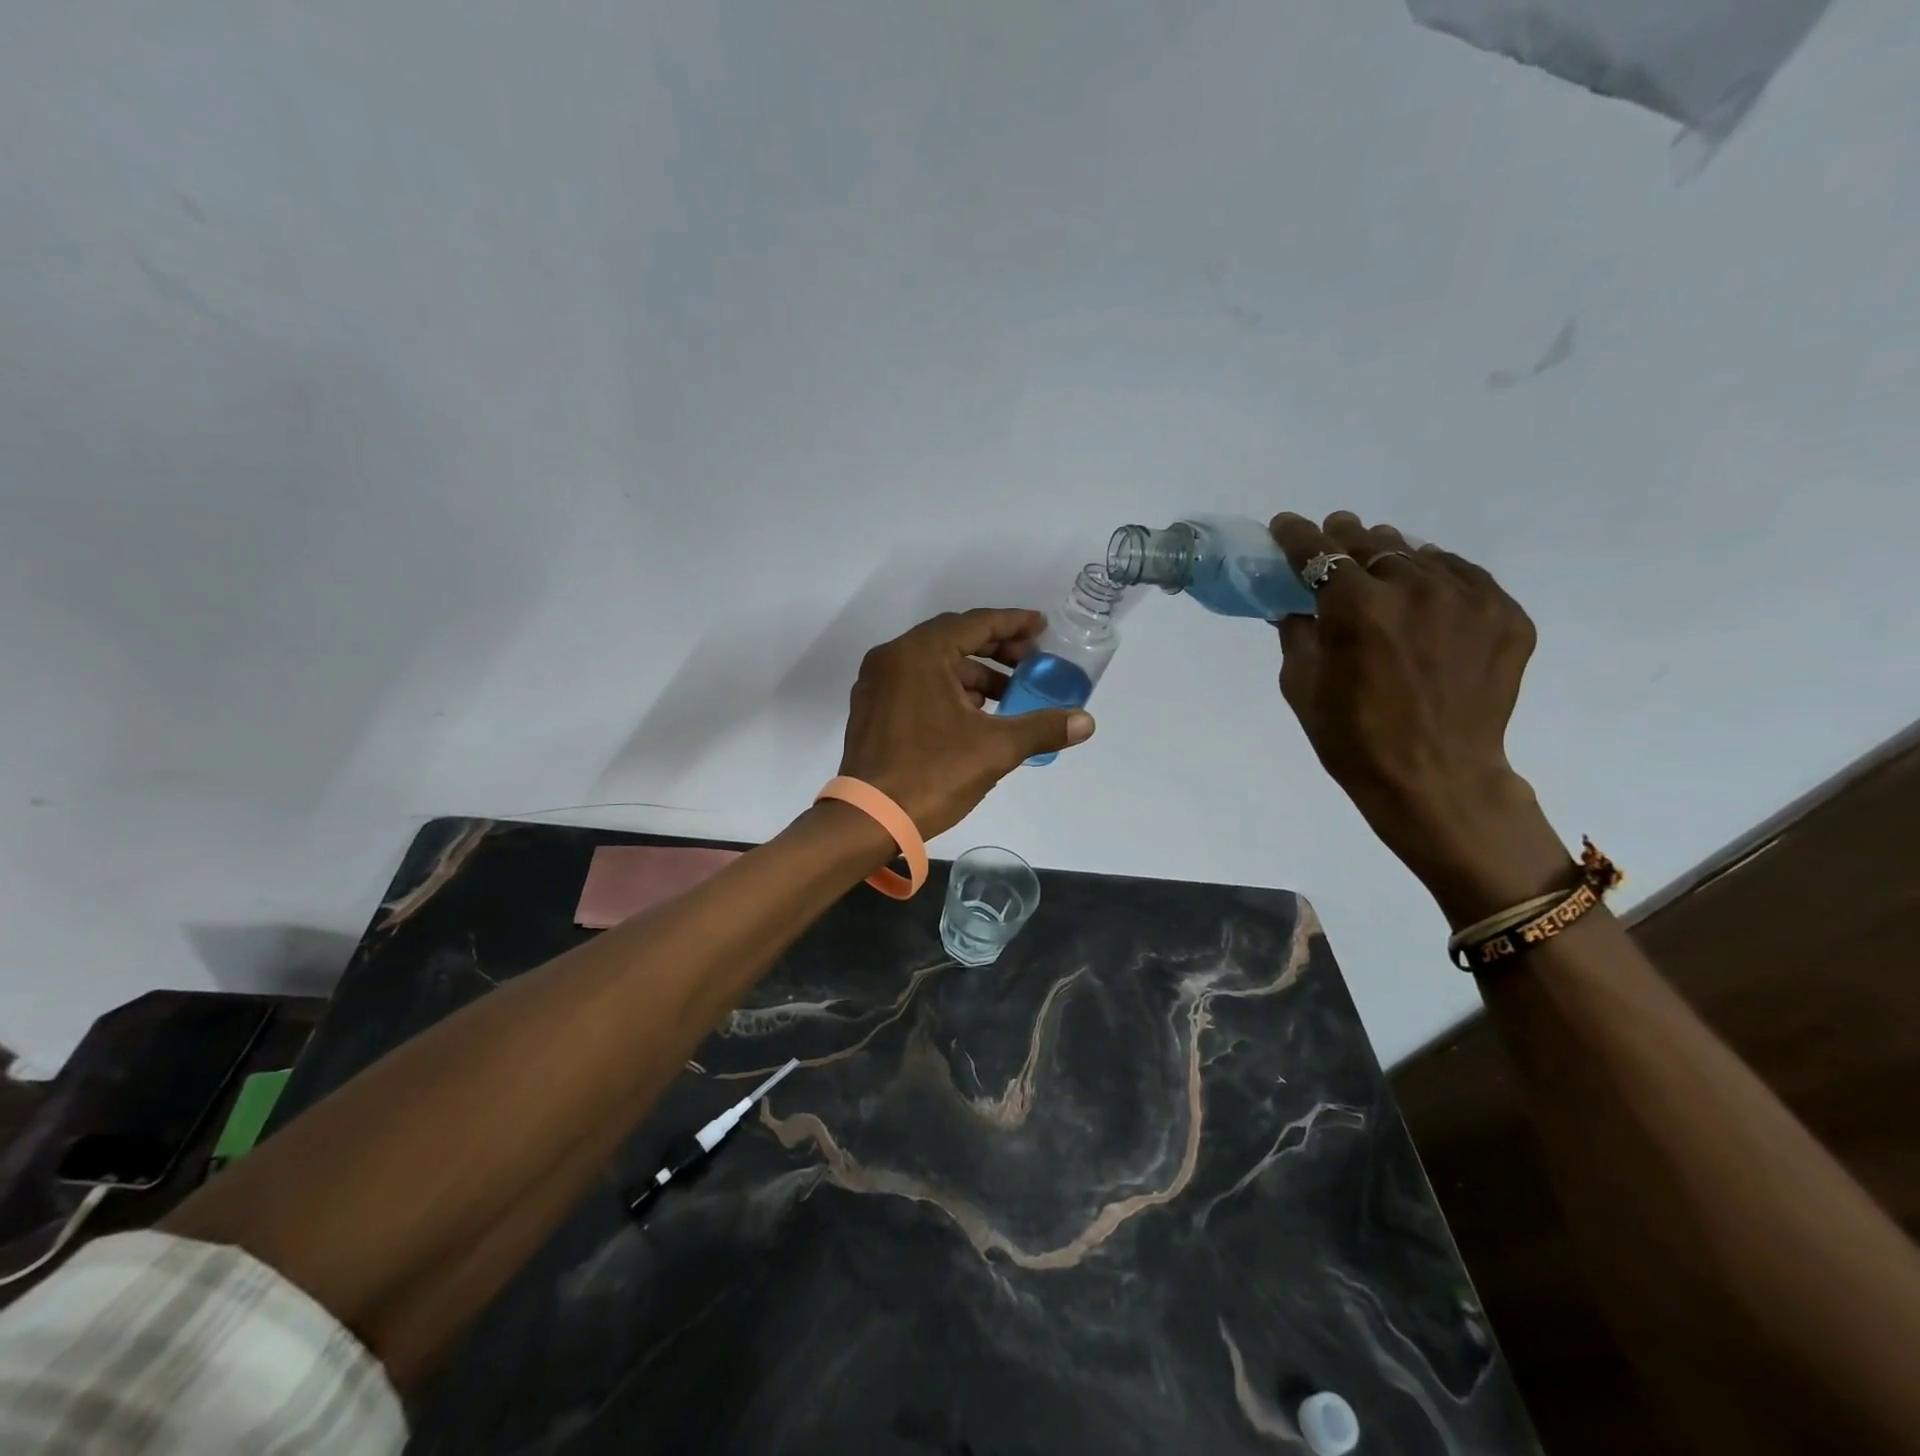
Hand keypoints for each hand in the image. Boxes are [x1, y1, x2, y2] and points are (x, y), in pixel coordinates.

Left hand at [838, 608, 1094, 837]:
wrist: (868, 819)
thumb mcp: (995, 750)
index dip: (1014, 623)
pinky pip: (917, 683)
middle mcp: (892, 657)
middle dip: (996, 650)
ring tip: (1008, 696)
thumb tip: (1087, 722)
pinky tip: (974, 715)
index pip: (976, 623)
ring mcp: (877, 683)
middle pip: (954, 639)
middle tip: (1031, 663)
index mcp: (919, 654)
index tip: (1042, 628)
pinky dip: (948, 689)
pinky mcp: (872, 708)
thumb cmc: (931, 775)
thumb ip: (1042, 728)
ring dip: (974, 674)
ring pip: (935, 664)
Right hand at [1269, 512, 1571, 925]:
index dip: (1297, 536)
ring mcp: (1469, 599)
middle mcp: (1415, 589)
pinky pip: (1464, 578)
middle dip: (1345, 538)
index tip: (1286, 525)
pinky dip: (1438, 579)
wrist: (1438, 781)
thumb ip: (1297, 633)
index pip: (1319, 553)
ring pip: (1421, 555)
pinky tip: (1425, 595)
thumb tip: (1298, 605)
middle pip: (1372, 543)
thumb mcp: (1302, 687)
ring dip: (1392, 557)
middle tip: (1334, 537)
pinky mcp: (1506, 615)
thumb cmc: (1354, 740)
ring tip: (1380, 565)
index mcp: (1357, 609)